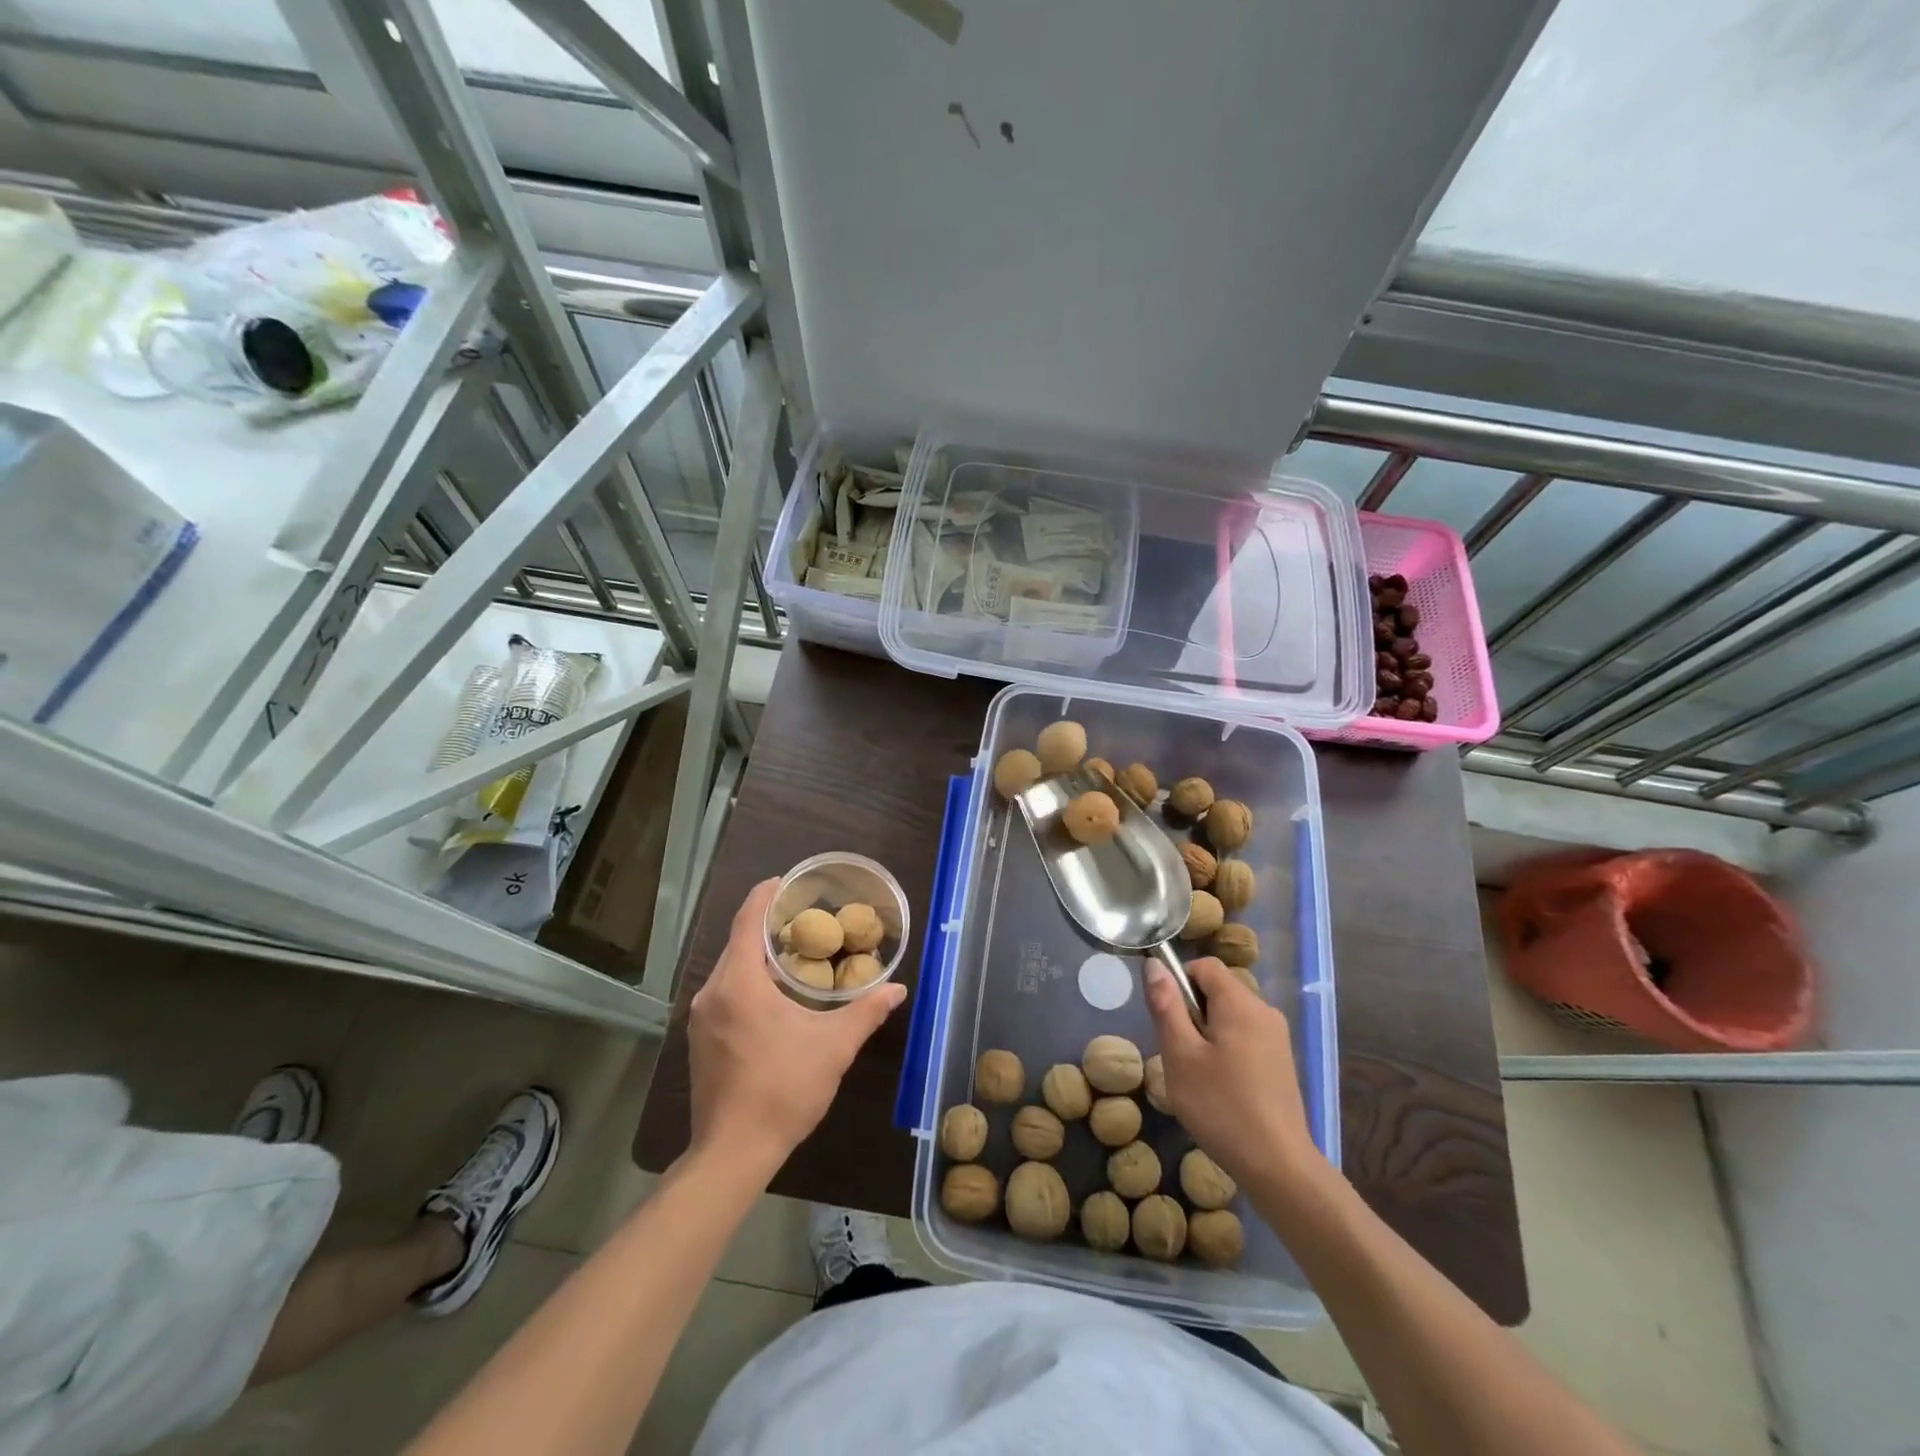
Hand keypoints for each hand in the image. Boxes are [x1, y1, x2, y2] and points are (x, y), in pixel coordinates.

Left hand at [688, 879, 907, 1173]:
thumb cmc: (783, 1089)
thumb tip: (897, 988)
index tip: (785, 882)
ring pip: (729, 971)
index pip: (747, 920)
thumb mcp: (833, 1047)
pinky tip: (772, 996)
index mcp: (739, 983)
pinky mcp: (699, 1040)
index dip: (765, 896)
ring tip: (793, 955)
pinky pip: (723, 993)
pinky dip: (746, 982)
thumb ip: (866, 1012)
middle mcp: (712, 992)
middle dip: (766, 927)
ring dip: (756, 957)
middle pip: (737, 943)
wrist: (732, 1153)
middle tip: (803, 921)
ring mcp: (700, 1018)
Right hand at [1144, 957, 1319, 1186]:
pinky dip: (1226, 1050)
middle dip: (1192, 1012)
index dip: (1179, 981)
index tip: (1168, 1018)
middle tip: (1180, 1053)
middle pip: (1218, 990)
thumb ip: (1166, 1005)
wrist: (1278, 1166)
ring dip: (1207, 1034)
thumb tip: (1155, 965)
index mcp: (1240, 1003)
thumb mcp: (1180, 1054)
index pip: (1205, 966)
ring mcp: (1277, 1038)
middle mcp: (1264, 1011)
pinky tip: (1220, 1088)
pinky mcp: (1281, 1062)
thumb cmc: (1221, 1106)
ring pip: (1230, 1016)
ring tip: (1198, 1074)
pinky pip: (1245, 1037)